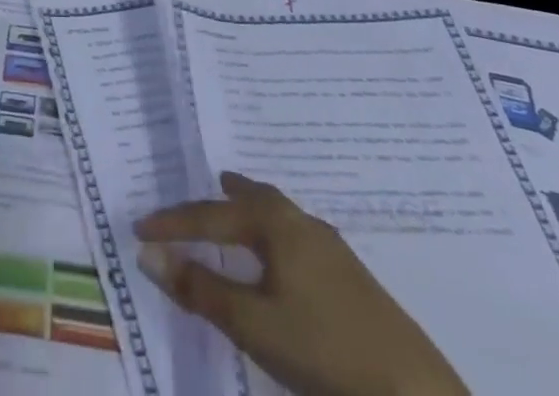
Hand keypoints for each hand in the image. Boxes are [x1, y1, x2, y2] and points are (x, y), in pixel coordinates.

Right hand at [135, 171, 467, 395]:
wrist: (417, 395)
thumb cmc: (325, 352)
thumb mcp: (252, 325)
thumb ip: (199, 289)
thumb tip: (149, 253)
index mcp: (276, 225)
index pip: (211, 215)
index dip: (174, 223)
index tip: (141, 228)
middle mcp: (303, 225)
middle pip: (257, 198)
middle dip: (228, 196)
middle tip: (211, 185)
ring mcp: (334, 252)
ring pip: (283, 216)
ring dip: (256, 212)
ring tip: (243, 212)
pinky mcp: (355, 282)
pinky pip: (300, 238)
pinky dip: (278, 235)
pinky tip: (285, 261)